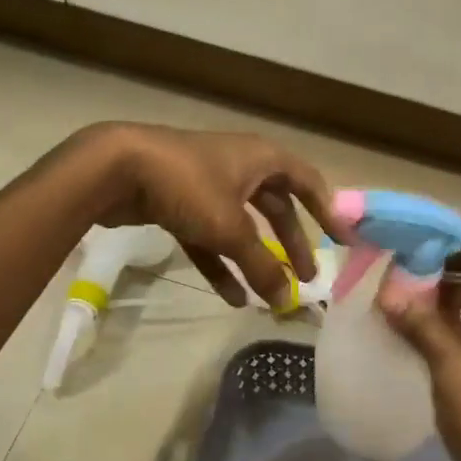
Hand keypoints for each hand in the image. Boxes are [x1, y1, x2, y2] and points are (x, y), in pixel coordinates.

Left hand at [78, 123, 341, 309]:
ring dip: (256, 260)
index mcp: (262, 159)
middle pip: (276, 209)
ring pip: (243, 227)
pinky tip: (232, 297)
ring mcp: (208, 186)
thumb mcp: (231, 229)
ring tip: (271, 295)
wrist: (116, 169)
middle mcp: (240, 167)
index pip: (308, 183)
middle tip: (306, 278)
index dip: (328, 212)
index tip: (345, 242)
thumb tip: (288, 302)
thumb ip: (262, 266)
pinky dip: (222, 264)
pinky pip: (211, 238)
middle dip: (291, 244)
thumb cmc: (188, 186)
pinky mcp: (180, 204)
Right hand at [378, 241, 460, 460]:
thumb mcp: (453, 368)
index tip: (408, 233)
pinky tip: (410, 318)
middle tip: (393, 259)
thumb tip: (387, 293)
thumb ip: (421, 324)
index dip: (448, 237)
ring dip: (441, 292)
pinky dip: (448, 319)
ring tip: (394, 285)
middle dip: (439, 263)